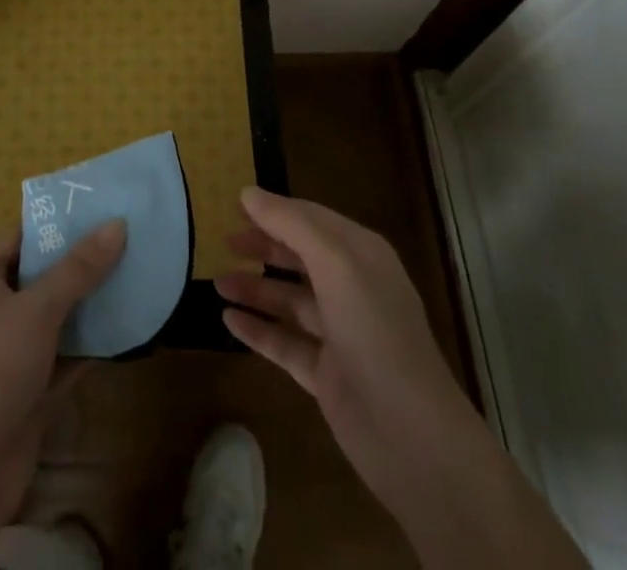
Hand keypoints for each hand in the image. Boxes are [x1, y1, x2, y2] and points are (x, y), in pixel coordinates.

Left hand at [0, 221, 126, 569]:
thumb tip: (117, 223)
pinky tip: (121, 332)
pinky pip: (59, 356)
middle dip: (79, 263)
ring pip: (52, 317)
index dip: (58, 223)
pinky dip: (85, 346)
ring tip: (131, 278)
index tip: (100, 211)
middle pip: (39, 275)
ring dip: (86, 305)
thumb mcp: (39, 309)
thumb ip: (79, 268)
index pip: (21, 235)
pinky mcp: (22, 388)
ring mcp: (5, 350)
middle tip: (124, 242)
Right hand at [217, 188, 467, 518]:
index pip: (311, 219)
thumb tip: (249, 192)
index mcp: (361, 255)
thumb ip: (291, 224)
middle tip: (223, 242)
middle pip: (299, 257)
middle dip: (262, 247)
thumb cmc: (374, 331)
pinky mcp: (326, 374)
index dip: (274, 210)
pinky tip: (228, 321)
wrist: (410, 434)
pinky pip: (284, 342)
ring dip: (254, 288)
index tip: (234, 203)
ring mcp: (339, 334)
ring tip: (216, 282)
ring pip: (289, 300)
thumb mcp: (335, 263)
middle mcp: (352, 288)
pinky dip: (258, 330)